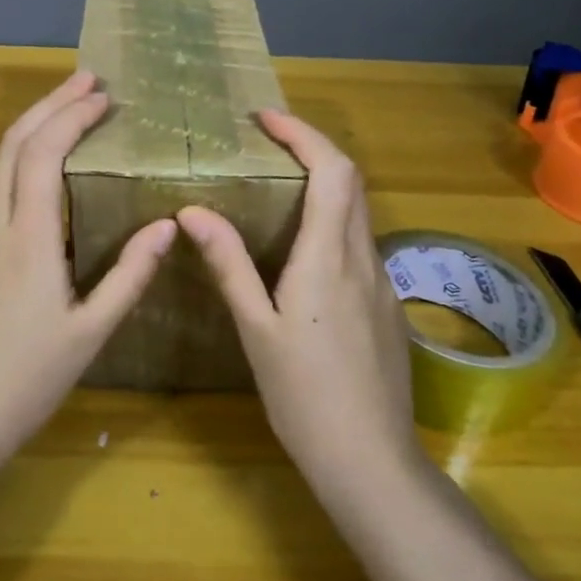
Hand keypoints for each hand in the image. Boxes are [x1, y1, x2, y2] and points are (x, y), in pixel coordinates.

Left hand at [0, 72, 176, 465]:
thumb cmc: (30, 379)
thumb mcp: (92, 331)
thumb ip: (131, 274)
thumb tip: (168, 225)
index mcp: (28, 238)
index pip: (44, 152)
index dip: (71, 115)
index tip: (102, 94)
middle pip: (13, 143)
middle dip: (49, 104)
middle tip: (84, 81)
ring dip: (31, 135)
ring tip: (67, 122)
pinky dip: (16, 172)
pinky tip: (37, 188)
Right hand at [177, 111, 417, 490]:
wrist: (371, 460)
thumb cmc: (303, 395)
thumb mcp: (256, 328)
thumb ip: (228, 264)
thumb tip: (192, 211)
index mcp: (328, 258)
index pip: (331, 171)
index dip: (303, 134)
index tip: (266, 120)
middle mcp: (363, 258)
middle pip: (351, 181)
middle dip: (314, 148)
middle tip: (269, 142)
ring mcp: (382, 282)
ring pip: (358, 211)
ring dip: (326, 183)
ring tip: (280, 184)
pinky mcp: (387, 305)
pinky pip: (361, 243)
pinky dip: (334, 220)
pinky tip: (304, 248)